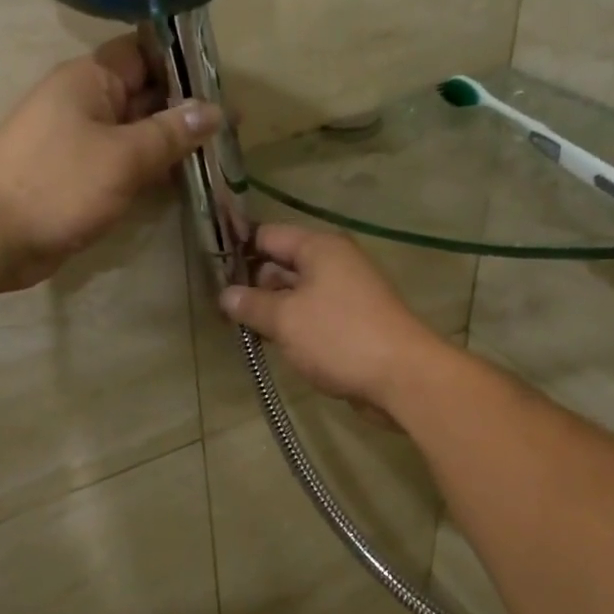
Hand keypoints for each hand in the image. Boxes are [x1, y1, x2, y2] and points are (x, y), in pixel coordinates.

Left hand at [0, 35, 216, 289]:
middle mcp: (86, 103)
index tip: (222, 81)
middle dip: (186, 109)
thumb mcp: (124, 156)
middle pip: (144, 95)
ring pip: (136, 134)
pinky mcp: (79, 178)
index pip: (144, 53)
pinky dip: (151, 172)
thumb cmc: (58, 184)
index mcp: (91, 80)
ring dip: (171, 145)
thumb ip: (171, 133)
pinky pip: (123, 165)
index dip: (183, 62)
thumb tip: (214, 110)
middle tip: (234, 128)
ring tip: (219, 156)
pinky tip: (183, 183)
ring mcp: (81, 143)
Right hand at [219, 225, 446, 415]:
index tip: (211, 273)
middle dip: (253, 285)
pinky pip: (313, 317)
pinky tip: (275, 345)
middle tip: (222, 310)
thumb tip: (225, 295)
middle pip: (282, 264)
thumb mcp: (285, 319)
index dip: (238, 250)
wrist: (402, 377)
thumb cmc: (339, 337)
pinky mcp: (353, 323)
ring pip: (297, 294)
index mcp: (319, 248)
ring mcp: (346, 293)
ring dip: (272, 310)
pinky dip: (294, 327)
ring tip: (242, 330)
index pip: (268, 235)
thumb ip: (251, 304)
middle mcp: (335, 263)